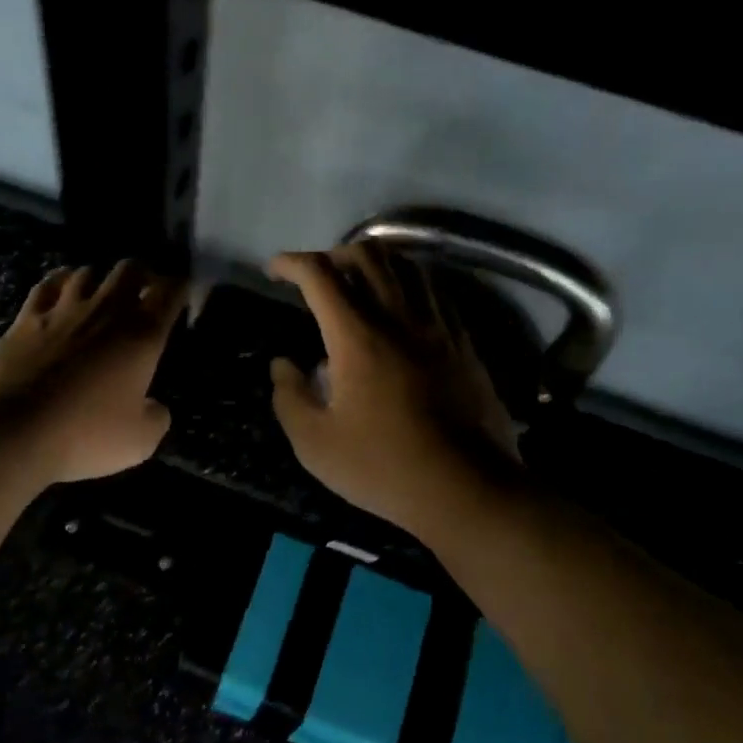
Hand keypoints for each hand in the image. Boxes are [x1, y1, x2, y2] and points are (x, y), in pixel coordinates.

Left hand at [0, 260, 185, 482]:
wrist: (10, 430)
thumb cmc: (84, 435)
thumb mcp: (139, 441)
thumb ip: (156, 417)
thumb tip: (154, 406)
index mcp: (141, 335)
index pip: (170, 292)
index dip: (180, 288)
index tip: (181, 295)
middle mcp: (106, 311)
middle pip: (130, 269)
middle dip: (143, 275)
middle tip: (145, 292)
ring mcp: (62, 310)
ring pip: (88, 272)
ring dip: (100, 279)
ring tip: (102, 294)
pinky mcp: (25, 319)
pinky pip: (47, 285)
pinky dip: (60, 281)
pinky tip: (61, 287)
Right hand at [268, 245, 521, 535]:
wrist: (468, 489)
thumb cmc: (384, 468)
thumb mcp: (315, 444)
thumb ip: (289, 397)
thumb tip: (284, 365)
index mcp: (357, 338)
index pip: (319, 275)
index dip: (290, 262)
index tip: (274, 270)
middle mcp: (399, 318)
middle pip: (368, 254)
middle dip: (333, 254)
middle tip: (317, 278)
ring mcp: (438, 328)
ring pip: (407, 265)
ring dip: (375, 263)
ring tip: (358, 284)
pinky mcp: (463, 343)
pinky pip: (435, 292)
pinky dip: (409, 284)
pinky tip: (401, 309)